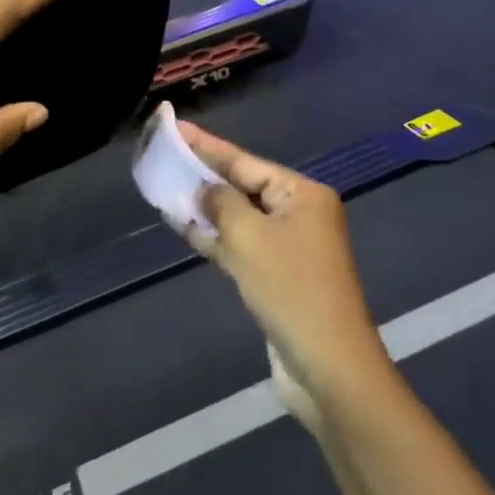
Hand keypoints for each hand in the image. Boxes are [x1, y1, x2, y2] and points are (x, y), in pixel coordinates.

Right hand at [179, 122, 390, 426]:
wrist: (328, 368)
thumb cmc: (291, 290)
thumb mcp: (249, 237)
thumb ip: (221, 203)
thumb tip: (205, 189)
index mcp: (302, 194)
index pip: (245, 161)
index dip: (207, 145)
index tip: (176, 127)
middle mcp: (299, 213)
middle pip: (243, 186)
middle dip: (205, 175)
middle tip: (166, 155)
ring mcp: (290, 246)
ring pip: (239, 217)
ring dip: (206, 208)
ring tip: (166, 188)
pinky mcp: (278, 276)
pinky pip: (241, 245)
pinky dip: (215, 237)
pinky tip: (184, 228)